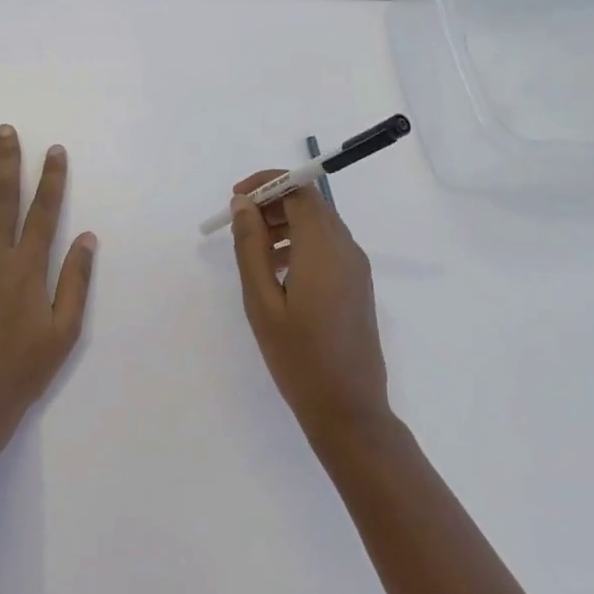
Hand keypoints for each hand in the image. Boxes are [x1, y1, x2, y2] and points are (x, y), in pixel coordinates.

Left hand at [0, 126, 96, 439]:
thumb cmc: (24, 370)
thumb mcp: (65, 331)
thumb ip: (76, 282)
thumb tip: (88, 238)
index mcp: (28, 268)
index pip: (44, 212)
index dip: (51, 179)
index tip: (54, 150)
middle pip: (3, 200)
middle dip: (7, 163)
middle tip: (5, 131)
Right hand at [229, 170, 390, 440]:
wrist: (348, 409)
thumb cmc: (298, 357)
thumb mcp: (261, 302)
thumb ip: (251, 247)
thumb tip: (244, 204)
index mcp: (323, 248)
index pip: (298, 189)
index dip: (266, 184)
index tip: (236, 199)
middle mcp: (346, 248)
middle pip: (310, 202)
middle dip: (273, 202)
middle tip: (239, 225)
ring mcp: (356, 266)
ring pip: (319, 223)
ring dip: (285, 223)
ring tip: (253, 251)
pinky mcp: (357, 284)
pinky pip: (328, 246)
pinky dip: (300, 243)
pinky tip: (277, 272)